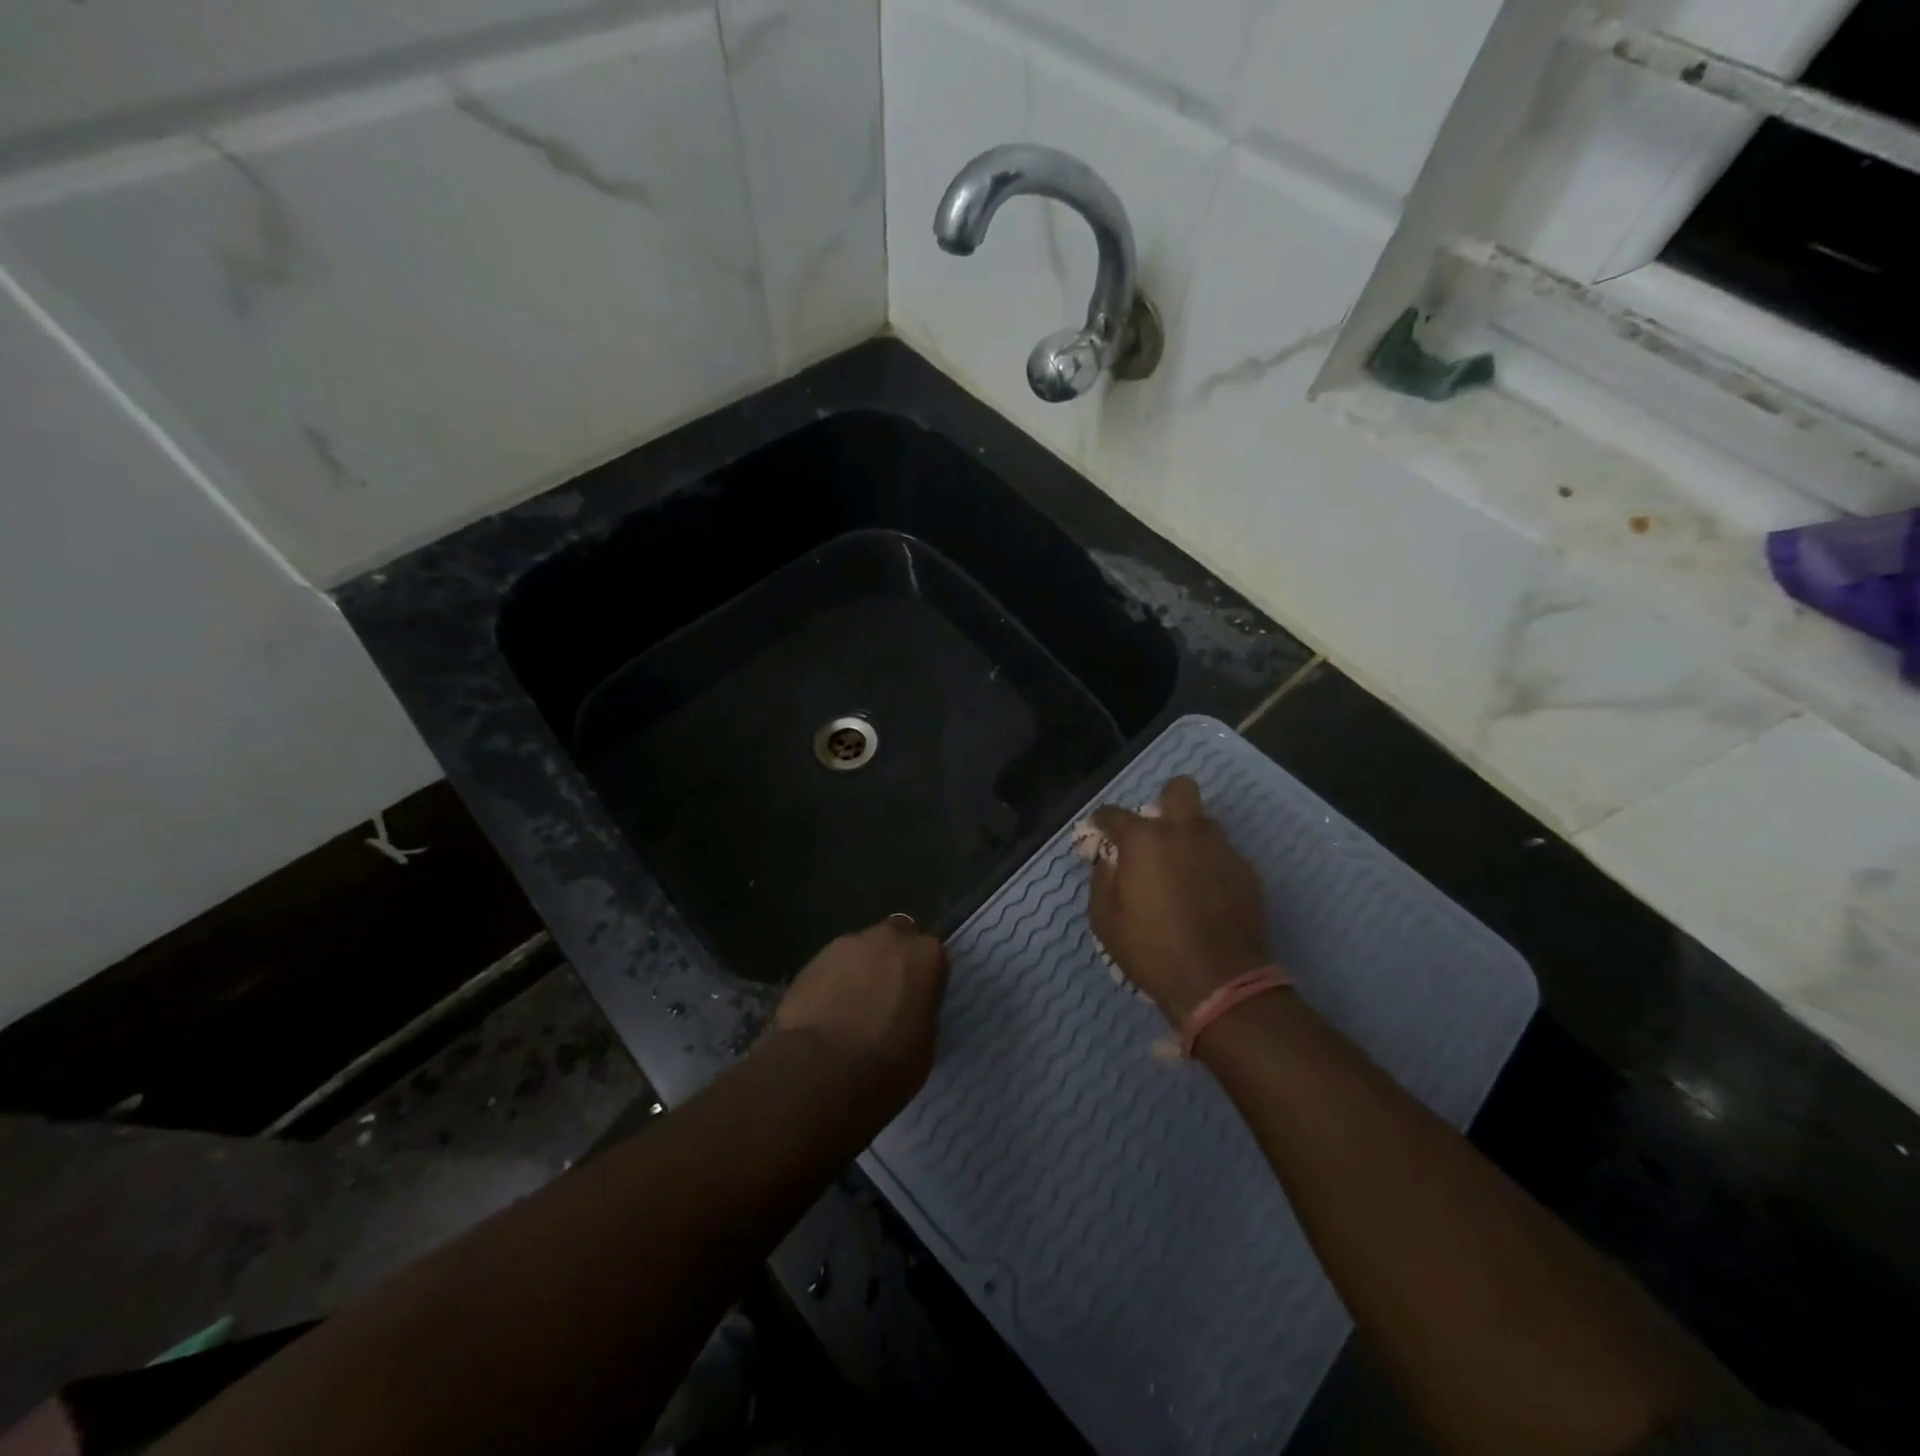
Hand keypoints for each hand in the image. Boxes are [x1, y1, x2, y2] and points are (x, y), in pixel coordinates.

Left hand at [773, 917, 949, 1114]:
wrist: (821, 1070)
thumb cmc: (888, 1064)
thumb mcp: (926, 1043)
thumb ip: (920, 1011)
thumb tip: (909, 1009)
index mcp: (926, 955)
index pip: (932, 953)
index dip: (925, 976)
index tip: (918, 1000)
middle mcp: (888, 938)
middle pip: (897, 937)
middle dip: (893, 957)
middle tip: (887, 995)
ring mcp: (846, 944)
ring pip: (861, 949)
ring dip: (861, 969)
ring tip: (851, 1008)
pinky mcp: (811, 959)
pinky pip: (831, 966)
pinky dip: (832, 982)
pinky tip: (826, 1013)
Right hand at [1088, 776, 1273, 1022]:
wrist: (1219, 983)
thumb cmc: (1151, 950)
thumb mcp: (1105, 920)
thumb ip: (1102, 879)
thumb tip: (1110, 861)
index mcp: (1144, 839)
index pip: (1113, 813)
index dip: (1102, 823)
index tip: (1100, 835)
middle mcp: (1185, 831)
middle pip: (1179, 789)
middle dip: (1164, 802)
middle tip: (1155, 837)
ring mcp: (1221, 848)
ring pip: (1204, 823)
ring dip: (1189, 837)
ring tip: (1182, 872)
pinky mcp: (1247, 871)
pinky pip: (1223, 854)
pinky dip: (1210, 865)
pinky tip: (1205, 896)